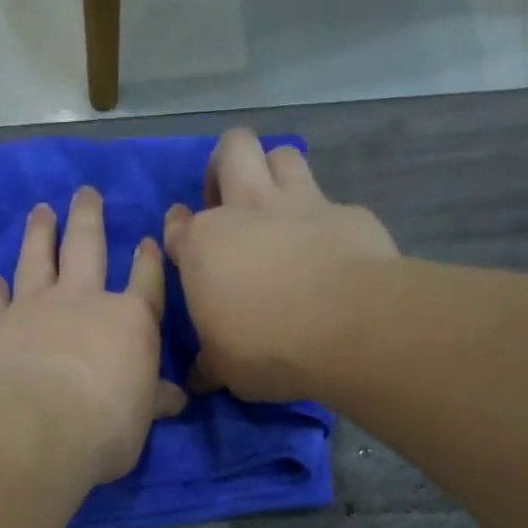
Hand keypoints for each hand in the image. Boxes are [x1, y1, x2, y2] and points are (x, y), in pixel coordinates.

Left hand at [0, 186, 186, 483]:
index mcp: (129, 321)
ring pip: (37, 258)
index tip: (147, 240)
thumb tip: (177, 399)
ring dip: (40, 232)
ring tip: (41, 210)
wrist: (33, 428)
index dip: (148, 261)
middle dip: (88, 217)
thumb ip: (154, 401)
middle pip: (86, 247)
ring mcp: (34, 309)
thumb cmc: (103, 427)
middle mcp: (82, 301)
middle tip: (86, 192)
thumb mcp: (141, 420)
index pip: (145, 282)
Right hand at [164, 128, 397, 403]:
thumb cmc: (266, 348)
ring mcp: (301, 204)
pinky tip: (328, 247)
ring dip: (275, 174)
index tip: (185, 250)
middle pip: (232, 149)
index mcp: (204, 246)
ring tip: (276, 209)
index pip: (178, 225)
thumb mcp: (224, 369)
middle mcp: (248, 209)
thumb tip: (196, 378)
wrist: (348, 328)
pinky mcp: (348, 213)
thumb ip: (208, 364)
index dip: (179, 234)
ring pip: (282, 155)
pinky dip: (323, 220)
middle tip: (229, 203)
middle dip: (225, 167)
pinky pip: (330, 202)